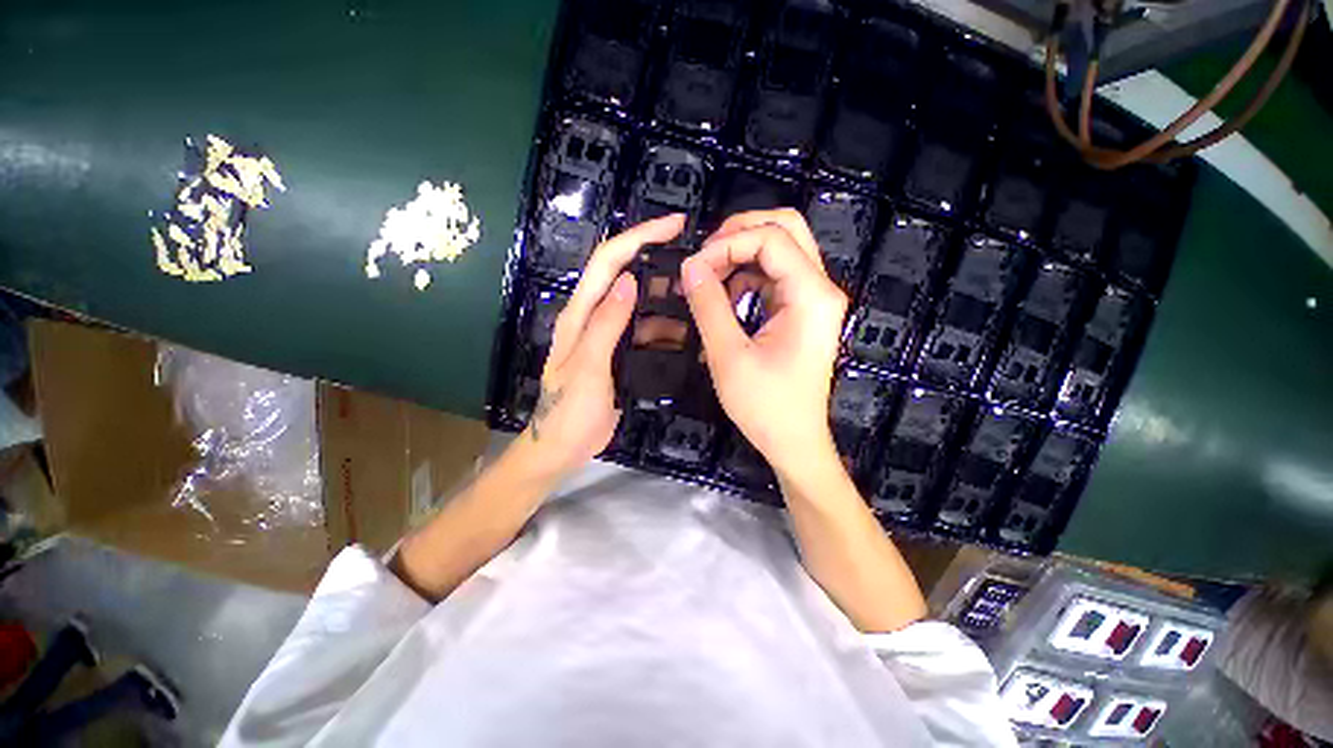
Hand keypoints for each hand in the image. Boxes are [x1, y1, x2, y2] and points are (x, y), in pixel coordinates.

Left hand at [523, 214, 685, 476]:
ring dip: (665, 295)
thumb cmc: (569, 411)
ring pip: (639, 303)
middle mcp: (594, 316)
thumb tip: (629, 281)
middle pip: (624, 274)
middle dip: (656, 256)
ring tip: (698, 294)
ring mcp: (609, 335)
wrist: (563, 447)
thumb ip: (606, 324)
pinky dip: (664, 325)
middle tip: (695, 255)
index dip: (638, 236)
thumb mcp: (588, 367)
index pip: (608, 262)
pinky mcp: (620, 353)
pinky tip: (686, 329)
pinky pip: (645, 330)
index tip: (673, 225)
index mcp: (580, 314)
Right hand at [681, 209, 847, 472]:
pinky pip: (774, 276)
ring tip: (709, 279)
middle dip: (739, 234)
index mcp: (811, 296)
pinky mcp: (802, 311)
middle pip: (785, 229)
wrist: (793, 441)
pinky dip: (747, 277)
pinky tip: (726, 297)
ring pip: (779, 250)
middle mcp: (820, 289)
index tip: (694, 268)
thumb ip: (709, 306)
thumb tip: (690, 267)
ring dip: (741, 256)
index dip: (727, 244)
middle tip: (705, 256)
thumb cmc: (765, 406)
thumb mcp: (729, 356)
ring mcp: (813, 299)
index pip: (771, 238)